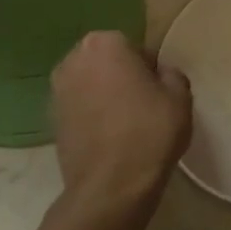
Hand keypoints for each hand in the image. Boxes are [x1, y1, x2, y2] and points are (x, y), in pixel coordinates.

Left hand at [52, 31, 191, 212]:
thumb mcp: (180, 97)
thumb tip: (160, 74)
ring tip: (126, 123)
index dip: (150, 70)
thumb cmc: (150, 132)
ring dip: (105, 95)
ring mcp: (56, 90)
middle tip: (144, 104)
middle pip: (107, 62)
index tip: (159, 92)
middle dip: (123, 77)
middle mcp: (73, 59)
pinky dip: (92, 115)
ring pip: (91, 84)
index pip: (135, 48)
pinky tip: (109, 137)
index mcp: (104, 43)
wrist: (111, 186)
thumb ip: (171, 74)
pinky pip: (79, 107)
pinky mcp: (50, 119)